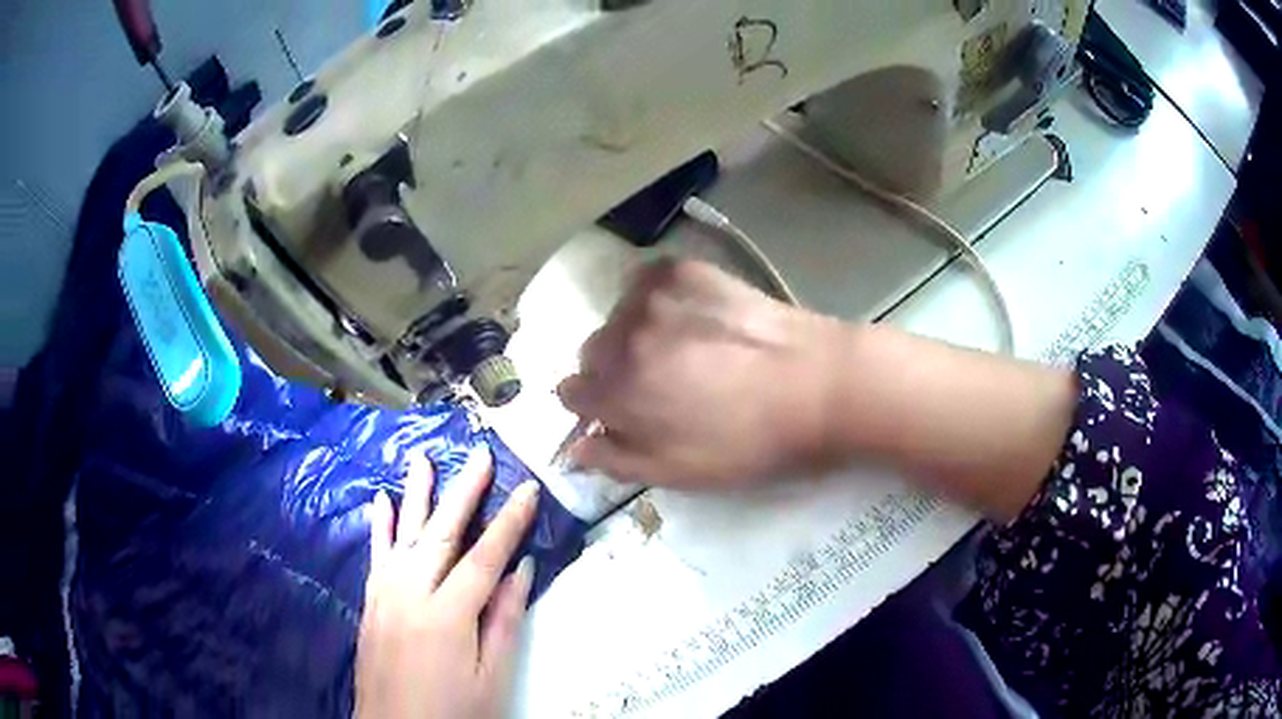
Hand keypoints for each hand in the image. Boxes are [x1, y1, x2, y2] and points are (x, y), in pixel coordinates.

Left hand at [354, 450, 539, 718]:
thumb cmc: (453, 711)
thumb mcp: (491, 677)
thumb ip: (504, 622)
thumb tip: (521, 571)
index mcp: (448, 614)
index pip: (485, 557)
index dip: (509, 522)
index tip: (527, 488)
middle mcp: (412, 593)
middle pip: (441, 534)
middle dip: (463, 492)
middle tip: (479, 454)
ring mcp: (385, 595)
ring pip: (403, 535)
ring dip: (416, 495)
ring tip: (423, 459)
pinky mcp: (370, 602)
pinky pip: (376, 555)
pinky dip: (380, 526)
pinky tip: (381, 501)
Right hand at [557, 259, 845, 489]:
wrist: (816, 386)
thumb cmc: (749, 442)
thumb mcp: (679, 473)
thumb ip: (617, 460)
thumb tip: (575, 448)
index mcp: (616, 392)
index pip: (570, 394)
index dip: (596, 407)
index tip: (625, 411)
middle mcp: (621, 338)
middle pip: (592, 352)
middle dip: (614, 370)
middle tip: (661, 381)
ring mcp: (652, 297)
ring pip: (618, 317)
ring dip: (636, 333)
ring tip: (683, 346)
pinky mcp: (683, 270)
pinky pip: (645, 283)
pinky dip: (655, 299)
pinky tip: (690, 314)